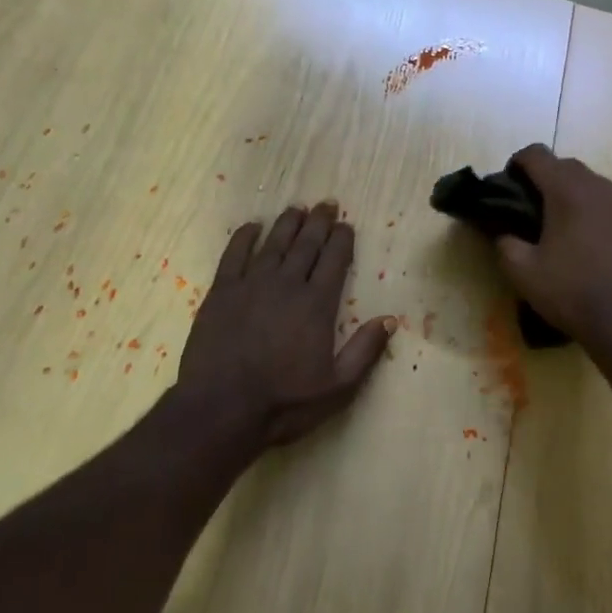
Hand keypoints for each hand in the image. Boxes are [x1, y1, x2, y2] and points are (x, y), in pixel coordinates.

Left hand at [177, 202, 395, 448]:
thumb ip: (365, 351)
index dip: (342, 239)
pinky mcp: (222, 292)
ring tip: (297, 208)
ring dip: (288, 223)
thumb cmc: (283, 402)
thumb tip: (390, 319)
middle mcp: (287, 284)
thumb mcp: (337, 387)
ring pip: (274, 243)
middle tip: (326, 204)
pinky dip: (244, 237)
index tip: (346, 224)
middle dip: (319, 222)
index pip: (334, 260)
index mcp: (317, 304)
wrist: (221, 409)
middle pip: (306, 244)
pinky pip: (234, 255)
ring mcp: (251, 284)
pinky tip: (252, 226)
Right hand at [496, 145, 611, 350]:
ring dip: (568, 192)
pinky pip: (606, 201)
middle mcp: (598, 186)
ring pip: (588, 182)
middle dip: (542, 178)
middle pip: (564, 164)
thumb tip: (502, 231)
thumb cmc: (570, 291)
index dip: (516, 164)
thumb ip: (504, 242)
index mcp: (567, 190)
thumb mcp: (522, 271)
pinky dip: (590, 208)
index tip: (507, 188)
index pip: (536, 154)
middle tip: (527, 209)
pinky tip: (584, 240)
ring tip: (556, 225)